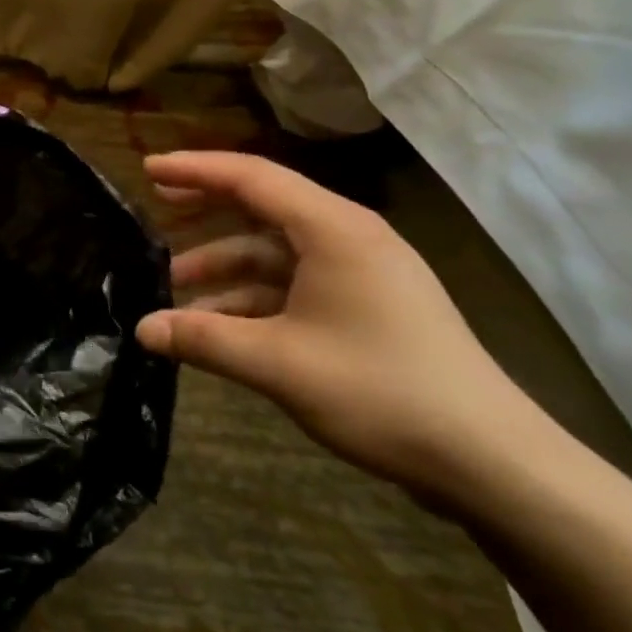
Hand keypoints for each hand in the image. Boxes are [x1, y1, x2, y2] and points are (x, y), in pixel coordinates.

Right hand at [137, 151, 552, 502]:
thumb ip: (202, 339)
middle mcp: (349, 238)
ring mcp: (362, 274)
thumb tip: (141, 328)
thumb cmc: (379, 391)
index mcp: (333, 229)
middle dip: (206, 212)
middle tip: (154, 213)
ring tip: (175, 291)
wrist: (490, 461)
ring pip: (276, 253)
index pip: (251, 177)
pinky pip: (296, 285)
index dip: (194, 170)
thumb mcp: (277, 363)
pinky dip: (254, 297)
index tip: (146, 170)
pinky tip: (220, 328)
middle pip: (263, 207)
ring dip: (225, 267)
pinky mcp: (369, 308)